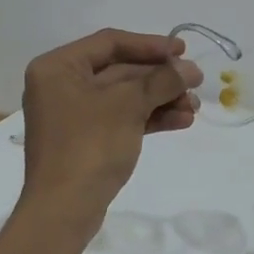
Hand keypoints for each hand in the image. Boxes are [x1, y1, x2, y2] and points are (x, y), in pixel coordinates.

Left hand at [18, 29, 202, 227]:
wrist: (64, 210)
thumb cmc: (89, 146)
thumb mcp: (128, 106)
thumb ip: (161, 80)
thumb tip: (190, 68)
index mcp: (58, 67)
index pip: (110, 43)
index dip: (150, 45)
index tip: (183, 51)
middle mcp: (61, 85)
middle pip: (119, 70)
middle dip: (159, 78)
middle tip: (195, 83)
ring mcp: (73, 115)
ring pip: (124, 97)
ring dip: (160, 99)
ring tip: (193, 108)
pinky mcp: (86, 140)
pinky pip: (121, 119)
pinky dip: (149, 118)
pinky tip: (181, 122)